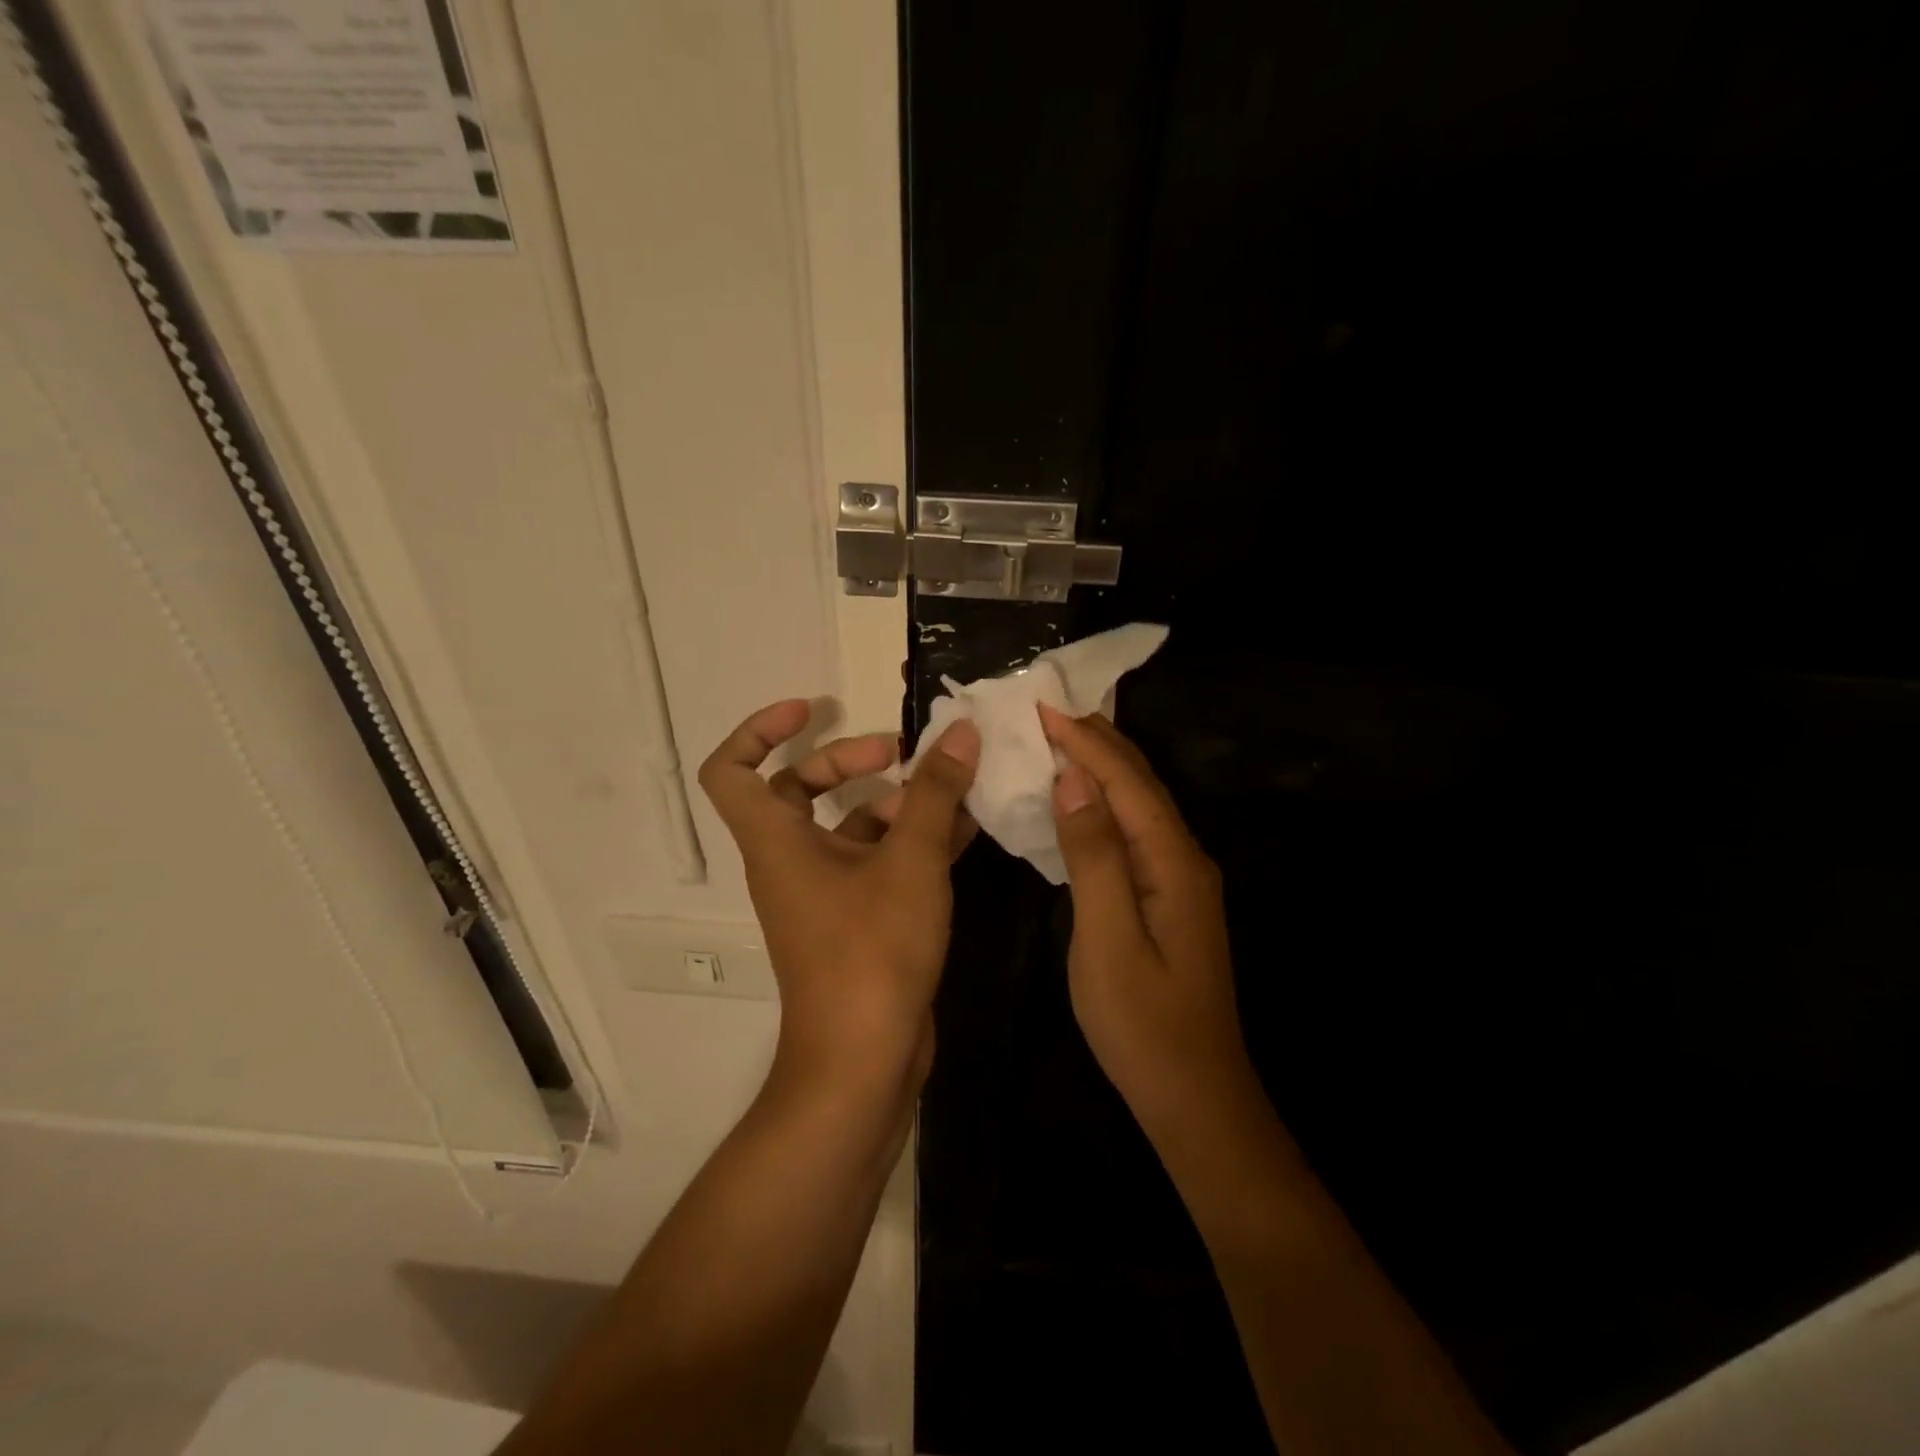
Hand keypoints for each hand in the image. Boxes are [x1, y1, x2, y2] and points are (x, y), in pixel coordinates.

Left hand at [699, 700, 979, 1090]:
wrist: (864, 1062)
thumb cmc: (871, 953)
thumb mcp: (911, 863)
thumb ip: (935, 794)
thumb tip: (959, 732)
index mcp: (777, 842)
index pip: (731, 771)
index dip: (758, 730)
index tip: (810, 709)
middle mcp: (791, 861)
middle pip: (800, 789)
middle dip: (850, 761)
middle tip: (903, 754)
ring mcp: (825, 893)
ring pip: (850, 826)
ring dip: (896, 802)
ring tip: (953, 788)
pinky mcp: (857, 919)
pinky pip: (879, 862)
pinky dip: (913, 841)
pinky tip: (967, 829)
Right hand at [1040, 704, 1255, 1139]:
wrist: (1195, 1094)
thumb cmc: (1143, 1024)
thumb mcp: (1107, 940)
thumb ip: (1093, 856)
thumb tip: (1074, 780)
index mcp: (1172, 862)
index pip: (1125, 782)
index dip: (1084, 740)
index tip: (1041, 706)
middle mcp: (1184, 858)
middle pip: (1139, 782)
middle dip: (1095, 740)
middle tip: (1045, 710)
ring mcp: (1179, 879)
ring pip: (1138, 804)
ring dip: (1100, 766)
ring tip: (1056, 739)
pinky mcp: (1167, 897)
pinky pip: (1133, 830)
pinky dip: (1104, 802)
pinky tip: (1079, 801)